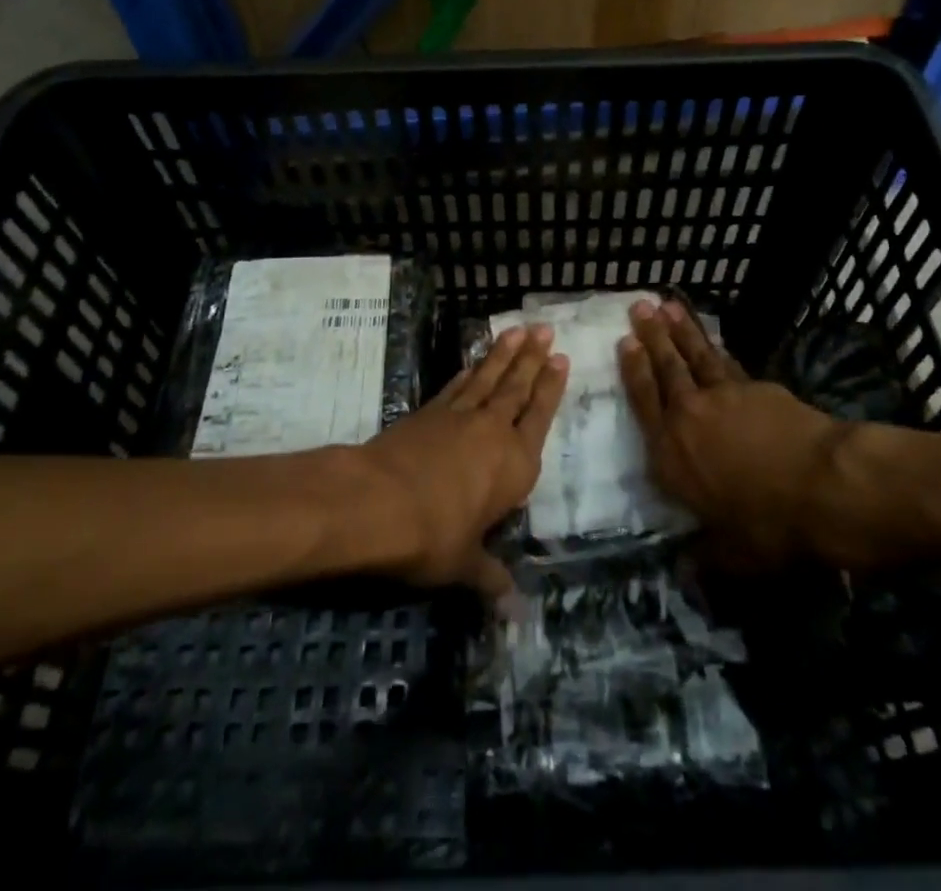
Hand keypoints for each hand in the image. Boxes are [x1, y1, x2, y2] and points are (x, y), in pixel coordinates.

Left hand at [359, 326, 566, 598]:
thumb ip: (490, 578)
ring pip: (488, 378)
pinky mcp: (428, 412)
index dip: (551, 388)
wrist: (378, 501)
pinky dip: (468, 371)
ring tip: (518, 330)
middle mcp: (493, 432)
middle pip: (517, 388)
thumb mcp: (464, 563)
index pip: (539, 417)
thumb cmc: (433, 535)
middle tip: (545, 329)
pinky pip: (455, 385)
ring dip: (503, 354)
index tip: (561, 359)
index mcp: (515, 465)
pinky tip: (473, 362)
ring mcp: (458, 416)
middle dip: (533, 358)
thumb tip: (515, 611)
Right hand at [620, 300, 885, 567]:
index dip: (633, 370)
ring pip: (695, 356)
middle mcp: (688, 416)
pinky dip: (716, 347)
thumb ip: (705, 557)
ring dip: (680, 330)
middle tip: (638, 306)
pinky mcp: (756, 388)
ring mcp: (723, 396)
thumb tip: (685, 573)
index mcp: (670, 455)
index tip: (625, 342)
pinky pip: (727, 362)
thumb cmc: (769, 526)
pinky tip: (712, 340)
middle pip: (665, 368)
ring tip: (667, 305)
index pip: (644, 403)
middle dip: (651, 336)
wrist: (822, 485)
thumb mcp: (733, 555)